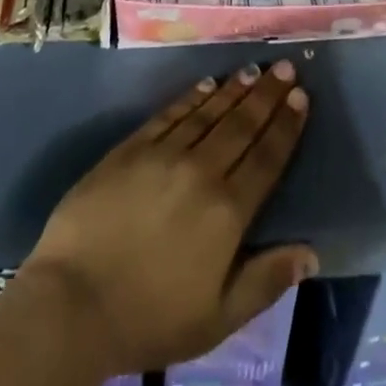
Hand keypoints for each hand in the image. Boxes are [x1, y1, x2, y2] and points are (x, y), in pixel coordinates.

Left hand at [16, 61, 316, 377]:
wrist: (74, 301)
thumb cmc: (150, 318)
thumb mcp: (217, 318)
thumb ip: (265, 281)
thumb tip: (311, 253)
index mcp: (227, 212)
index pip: (266, 158)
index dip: (286, 125)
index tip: (301, 96)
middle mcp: (201, 171)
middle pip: (241, 125)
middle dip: (266, 95)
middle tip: (284, 67)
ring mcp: (164, 154)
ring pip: (208, 112)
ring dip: (234, 89)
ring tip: (252, 69)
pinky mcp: (131, 147)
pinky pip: (170, 113)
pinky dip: (192, 97)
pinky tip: (206, 84)